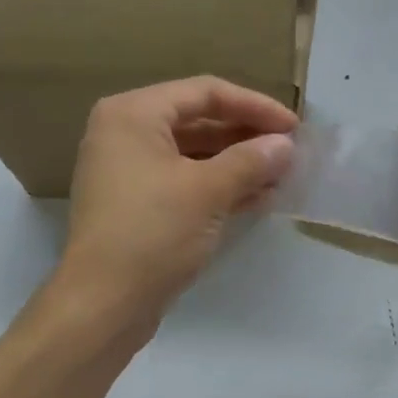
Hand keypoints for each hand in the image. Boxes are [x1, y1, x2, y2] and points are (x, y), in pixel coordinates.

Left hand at [54, 77, 297, 330]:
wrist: (103, 304)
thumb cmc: (153, 233)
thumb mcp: (208, 191)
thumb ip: (251, 161)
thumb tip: (286, 145)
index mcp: (133, 114)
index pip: (204, 92)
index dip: (254, 106)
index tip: (293, 127)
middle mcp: (125, 134)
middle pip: (198, 120)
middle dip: (246, 135)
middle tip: (290, 151)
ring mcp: (128, 171)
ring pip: (193, 154)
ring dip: (237, 163)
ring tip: (281, 176)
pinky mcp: (136, 205)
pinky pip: (184, 182)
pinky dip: (218, 186)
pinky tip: (257, 198)